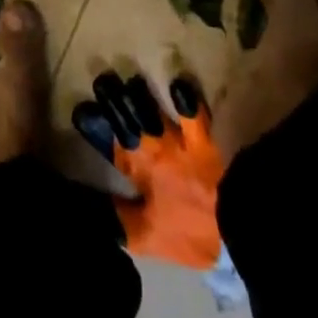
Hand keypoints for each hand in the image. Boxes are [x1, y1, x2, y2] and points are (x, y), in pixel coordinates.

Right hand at [73, 73, 223, 269]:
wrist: (236, 225)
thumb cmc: (189, 232)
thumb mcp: (146, 237)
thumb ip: (118, 219)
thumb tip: (92, 208)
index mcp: (138, 170)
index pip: (110, 144)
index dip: (94, 128)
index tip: (81, 109)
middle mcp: (154, 147)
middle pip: (129, 118)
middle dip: (113, 100)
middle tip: (102, 80)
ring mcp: (180, 139)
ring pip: (155, 109)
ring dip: (141, 94)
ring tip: (131, 80)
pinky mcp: (204, 137)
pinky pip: (193, 112)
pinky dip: (186, 99)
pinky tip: (179, 84)